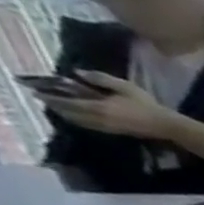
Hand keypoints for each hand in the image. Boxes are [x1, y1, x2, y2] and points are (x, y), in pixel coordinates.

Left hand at [39, 71, 178, 139]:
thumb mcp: (125, 87)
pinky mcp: (113, 131)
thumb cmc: (146, 105)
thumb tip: (78, 73)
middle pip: (69, 114)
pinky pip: (88, 126)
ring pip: (78, 121)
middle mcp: (97, 118)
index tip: (37, 92)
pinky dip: (78, 120)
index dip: (50, 97)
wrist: (166, 126)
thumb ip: (100, 79)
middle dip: (55, 107)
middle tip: (45, 100)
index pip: (66, 102)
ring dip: (66, 115)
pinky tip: (77, 117)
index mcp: (98, 107)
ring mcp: (106, 127)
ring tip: (58, 108)